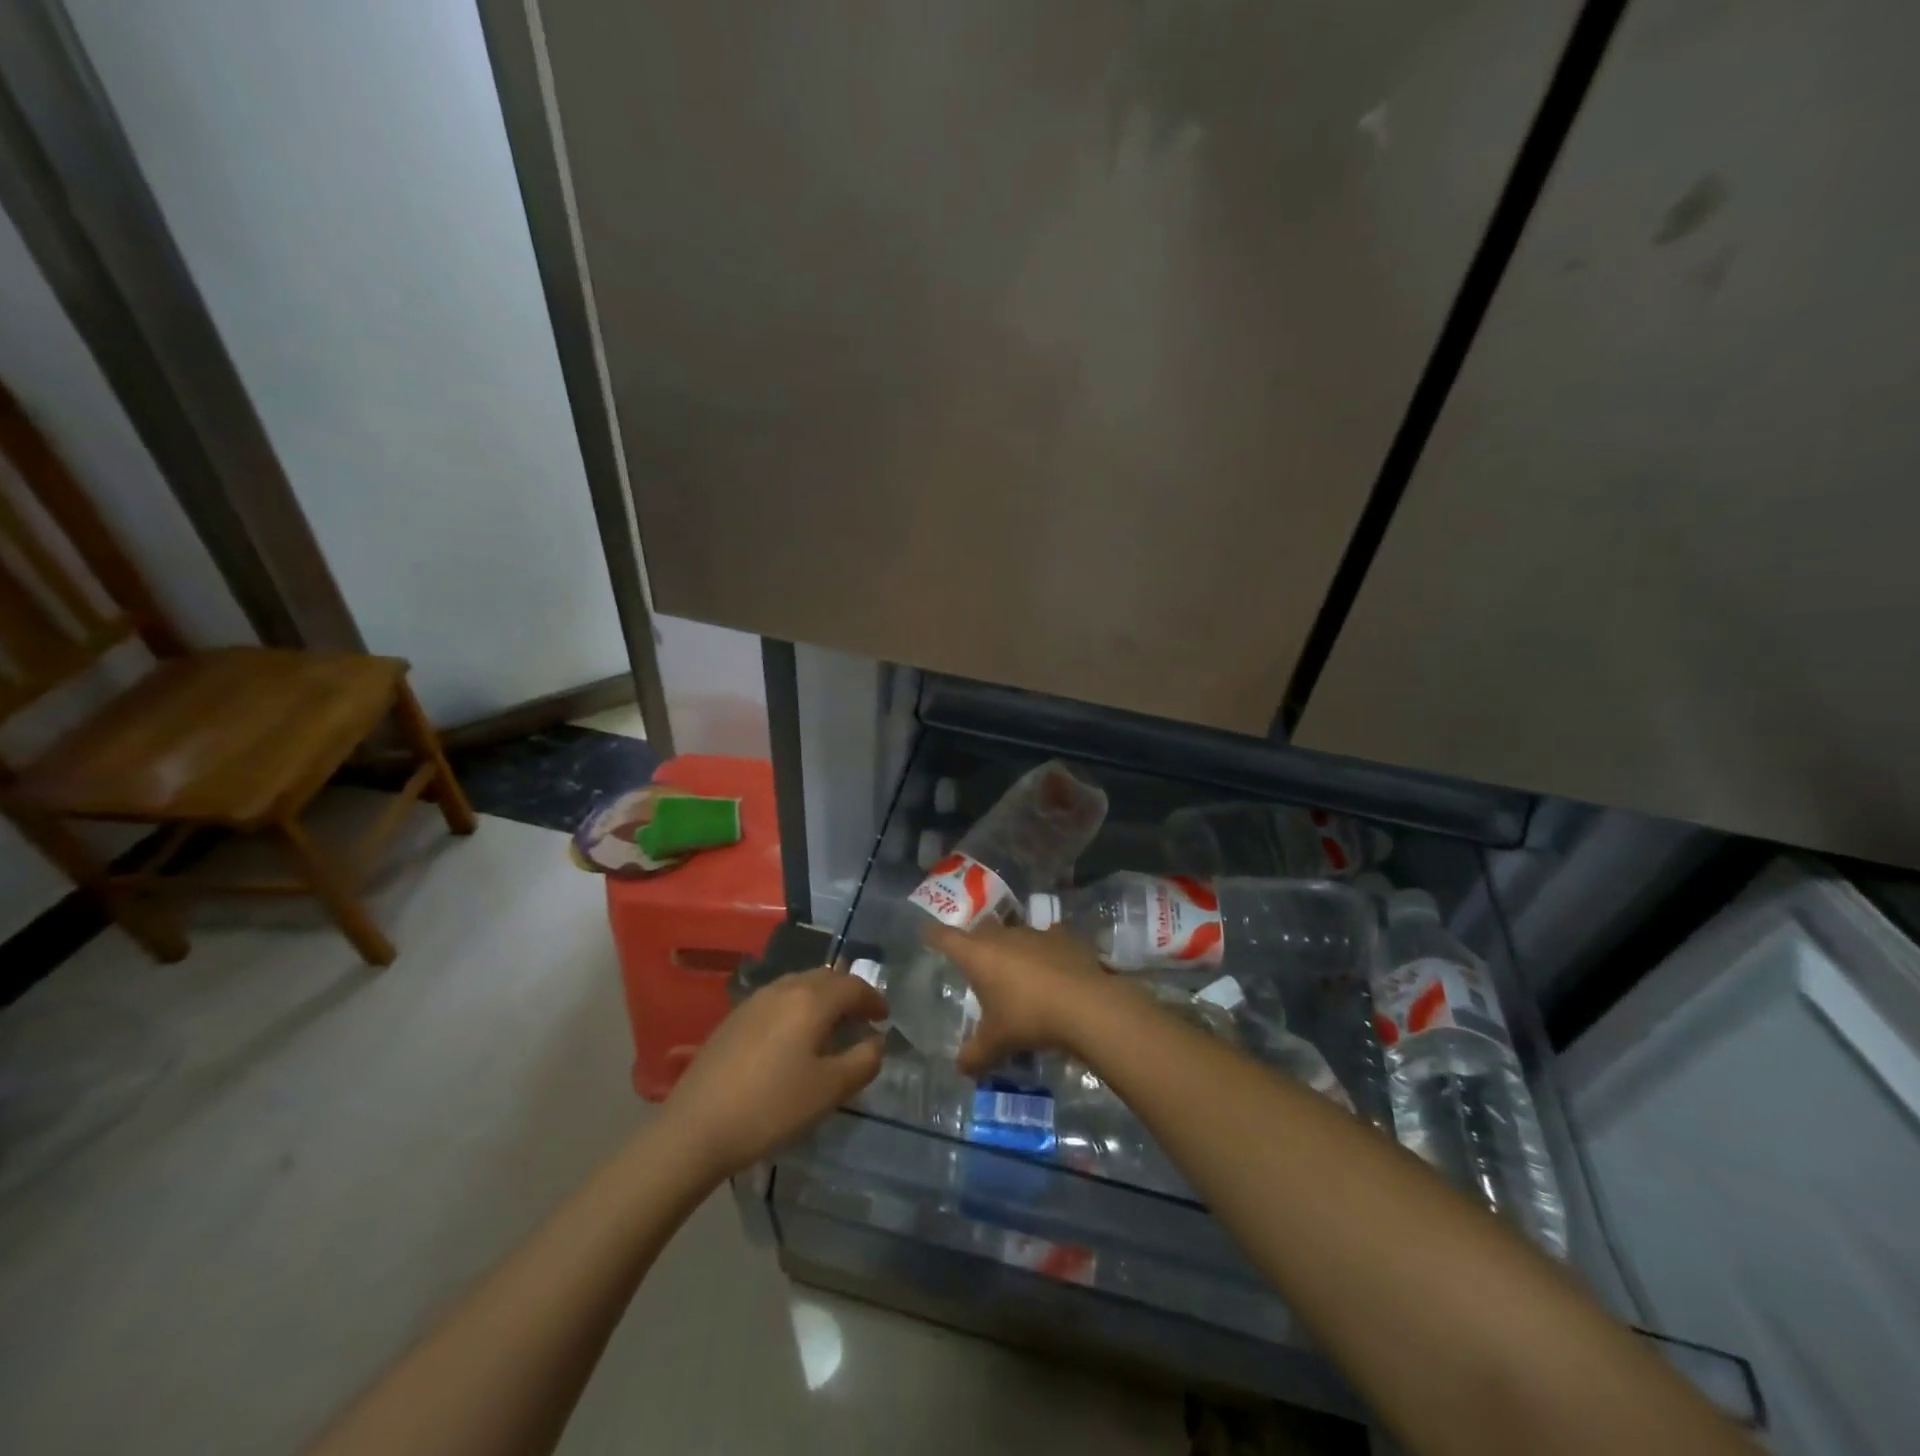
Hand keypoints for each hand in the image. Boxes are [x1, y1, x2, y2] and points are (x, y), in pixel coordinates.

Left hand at [664, 967, 886, 1178]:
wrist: (695, 1128)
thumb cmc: (771, 1108)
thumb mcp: (829, 1091)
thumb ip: (863, 1061)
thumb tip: (876, 1041)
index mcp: (811, 1000)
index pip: (854, 986)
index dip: (874, 999)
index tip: (884, 1018)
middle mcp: (784, 988)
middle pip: (827, 978)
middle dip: (849, 994)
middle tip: (861, 1019)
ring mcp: (755, 1000)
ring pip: (800, 984)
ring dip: (822, 998)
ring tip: (830, 1027)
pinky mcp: (734, 1018)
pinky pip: (778, 999)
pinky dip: (798, 1007)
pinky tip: (793, 1037)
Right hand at [924, 921, 1114, 1075]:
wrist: (1086, 1005)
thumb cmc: (1029, 1018)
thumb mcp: (996, 1043)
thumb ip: (975, 1055)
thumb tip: (960, 1068)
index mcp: (978, 955)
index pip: (946, 938)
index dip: (934, 935)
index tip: (926, 933)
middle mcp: (1003, 936)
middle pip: (981, 931)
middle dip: (976, 943)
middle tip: (975, 961)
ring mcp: (1035, 933)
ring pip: (1015, 934)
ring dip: (1013, 949)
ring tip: (1017, 972)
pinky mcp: (1064, 937)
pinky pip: (1048, 940)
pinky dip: (1046, 952)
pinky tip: (1053, 969)